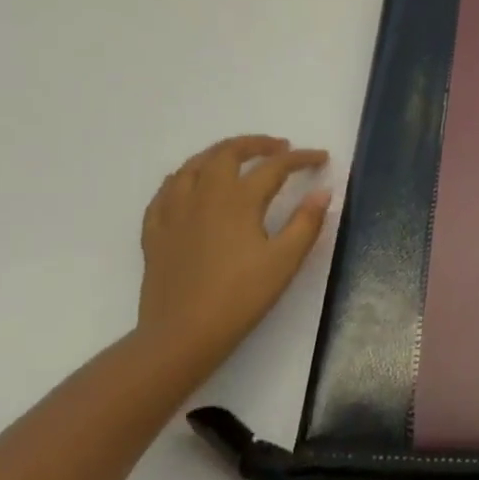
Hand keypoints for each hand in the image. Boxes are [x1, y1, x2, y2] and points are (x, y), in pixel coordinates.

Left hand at [136, 136, 330, 362]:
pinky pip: (166, 192)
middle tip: (279, 148)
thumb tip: (323, 191)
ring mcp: (174, 212)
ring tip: (236, 158)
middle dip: (256, 144)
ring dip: (218, 154)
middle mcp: (204, 195)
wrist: (181, 335)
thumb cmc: (240, 297)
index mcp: (238, 200)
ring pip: (193, 165)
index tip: (321, 158)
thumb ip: (306, 222)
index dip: (301, 158)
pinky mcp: (155, 232)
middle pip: (227, 153)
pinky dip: (184, 178)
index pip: (274, 167)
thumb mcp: (284, 261)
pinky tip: (189, 186)